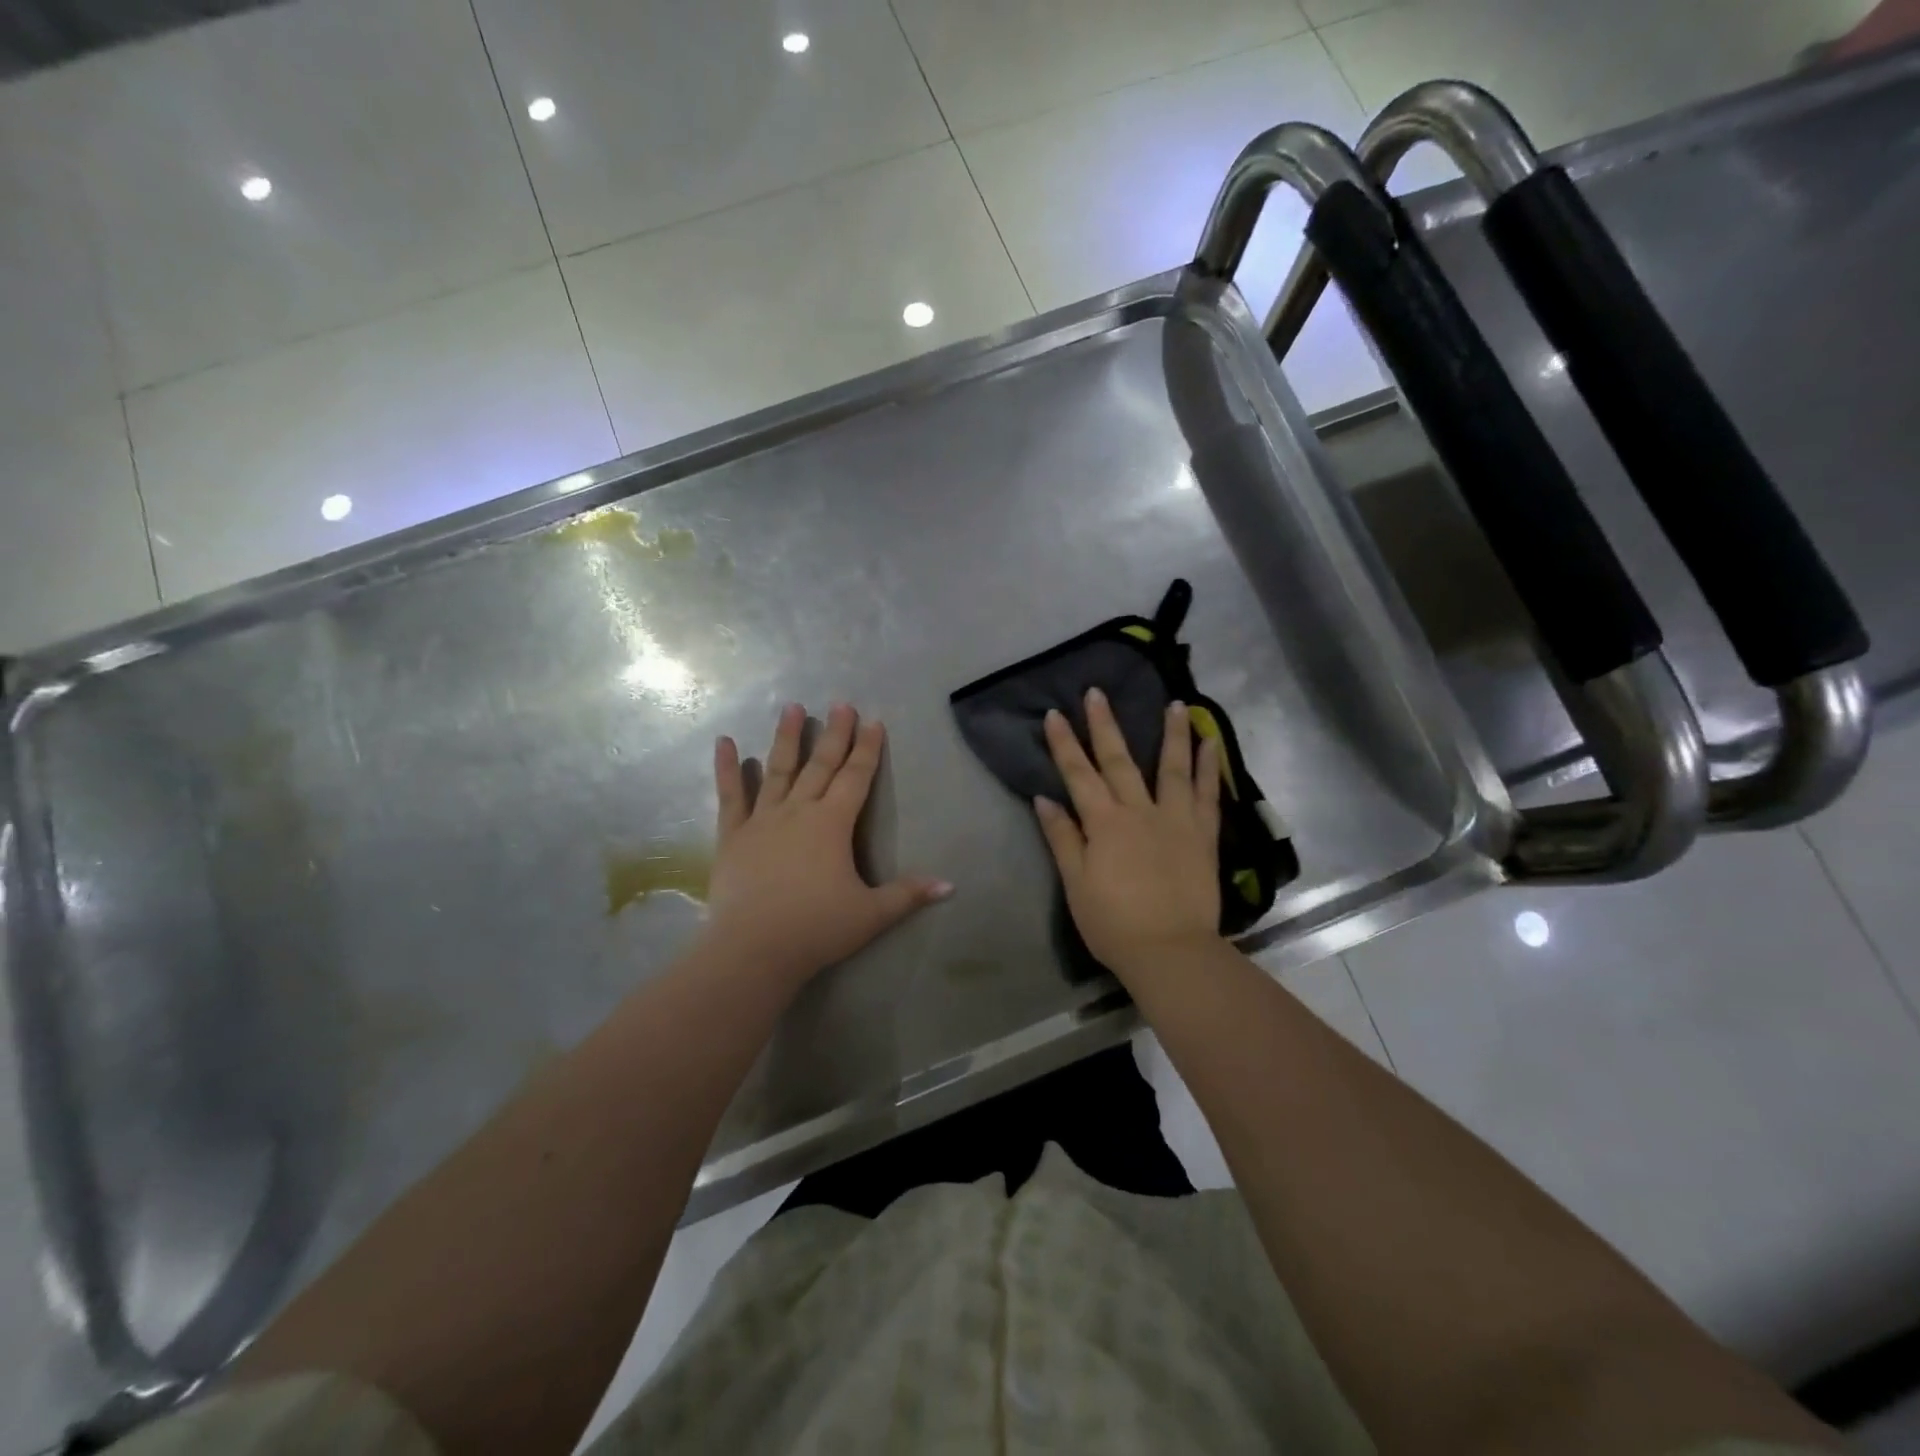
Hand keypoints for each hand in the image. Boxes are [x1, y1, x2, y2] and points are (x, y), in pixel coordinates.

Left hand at [703, 702, 951, 985]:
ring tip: (792, 707)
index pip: (856, 777)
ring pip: (777, 770)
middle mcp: (798, 811)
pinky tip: (724, 742)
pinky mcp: (733, 835)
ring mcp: (762, 820)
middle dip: (834, 734)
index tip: (873, 721)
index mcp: (833, 824)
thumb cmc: (816, 929)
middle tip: (840, 704)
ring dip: (786, 738)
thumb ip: (908, 895)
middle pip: (820, 765)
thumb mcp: (871, 914)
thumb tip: (950, 885)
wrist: (752, 949)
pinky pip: (730, 795)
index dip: (867, 749)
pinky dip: (726, 768)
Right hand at [1033, 687, 1222, 982]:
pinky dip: (1209, 767)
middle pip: (1119, 760)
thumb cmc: (1113, 923)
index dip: (1064, 744)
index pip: (1078, 774)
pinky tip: (1211, 744)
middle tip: (1098, 692)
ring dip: (1172, 733)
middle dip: (1105, 725)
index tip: (1055, 714)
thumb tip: (1045, 799)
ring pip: (1172, 767)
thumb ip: (1063, 838)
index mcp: (1104, 823)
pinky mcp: (1202, 835)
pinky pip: (1208, 794)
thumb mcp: (1076, 883)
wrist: (1170, 951)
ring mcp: (1175, 819)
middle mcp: (1139, 811)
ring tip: (1176, 704)